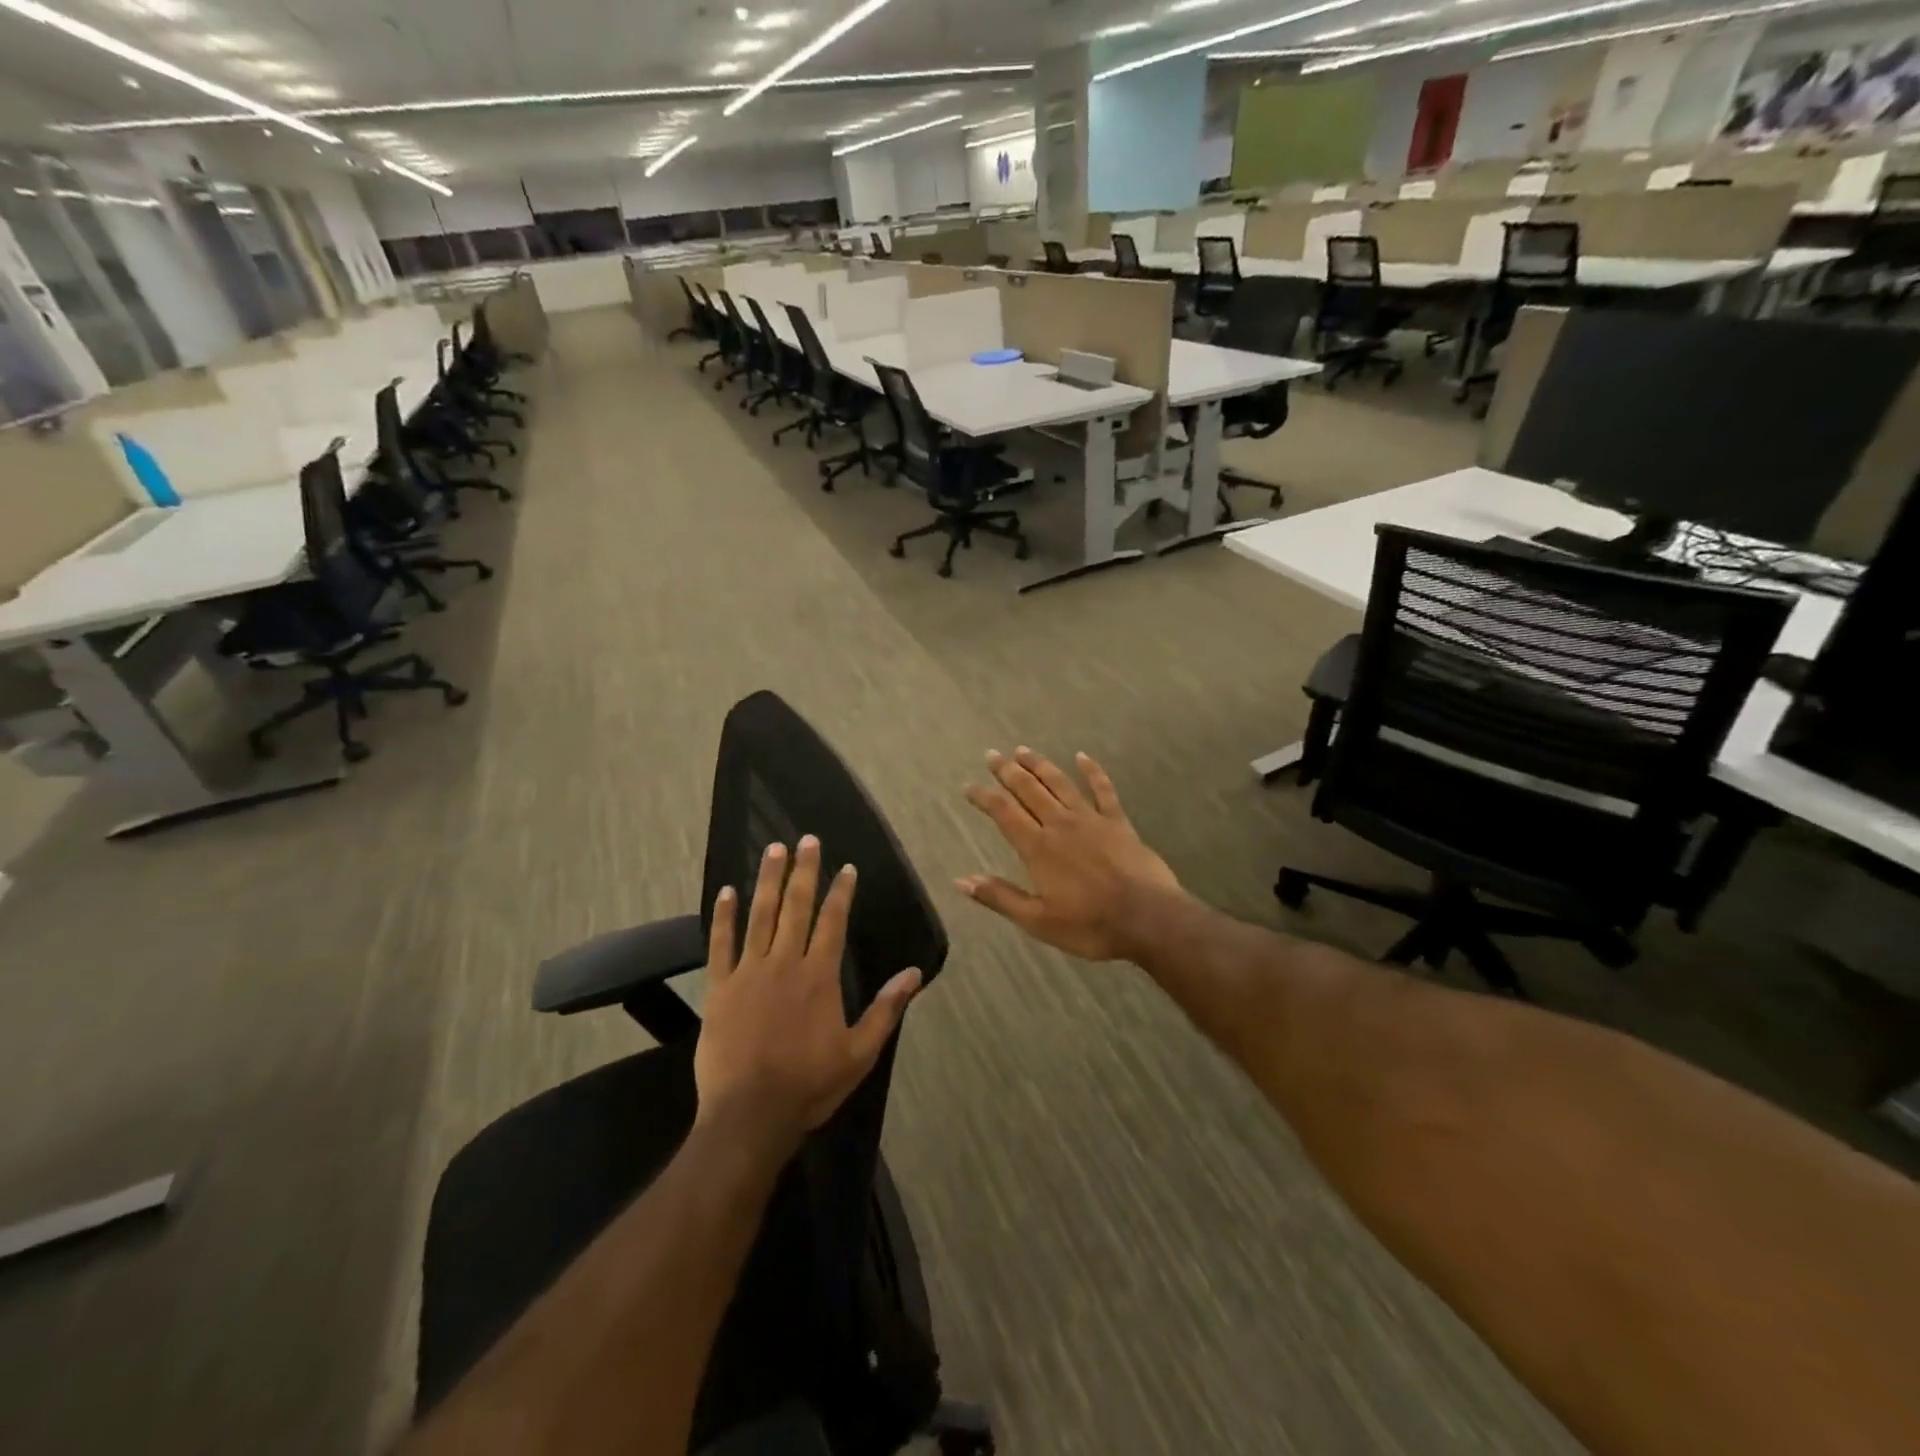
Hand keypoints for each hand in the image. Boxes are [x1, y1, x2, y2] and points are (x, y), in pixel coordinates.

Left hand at [694, 836, 920, 1156]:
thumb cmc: (809, 1085)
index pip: (833, 921)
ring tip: (774, 849)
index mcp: (819, 976)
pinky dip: (723, 917)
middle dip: (804, 871)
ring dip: (768, 881)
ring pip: (760, 916)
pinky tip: (726, 892)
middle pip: (796, 907)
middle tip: (807, 839)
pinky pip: (721, 944)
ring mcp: (749, 972)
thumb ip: (886, 1009)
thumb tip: (914, 973)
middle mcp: (785, 963)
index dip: (840, 892)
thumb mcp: (860, 1052)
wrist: (749, 1115)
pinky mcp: (720, 988)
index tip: (845, 867)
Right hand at [959, 748, 1183, 961]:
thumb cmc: (1090, 926)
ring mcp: (1091, 819)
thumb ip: (1000, 897)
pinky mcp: (1118, 822)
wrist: (1148, 919)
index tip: (969, 786)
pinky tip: (1083, 757)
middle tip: (992, 754)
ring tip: (1023, 750)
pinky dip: (1092, 771)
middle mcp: (1060, 825)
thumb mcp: (1037, 921)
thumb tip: (961, 880)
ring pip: (1060, 783)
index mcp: (1038, 848)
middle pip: (1029, 790)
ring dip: (1040, 765)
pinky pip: (1103, 790)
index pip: (1004, 813)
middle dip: (1008, 771)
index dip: (984, 797)